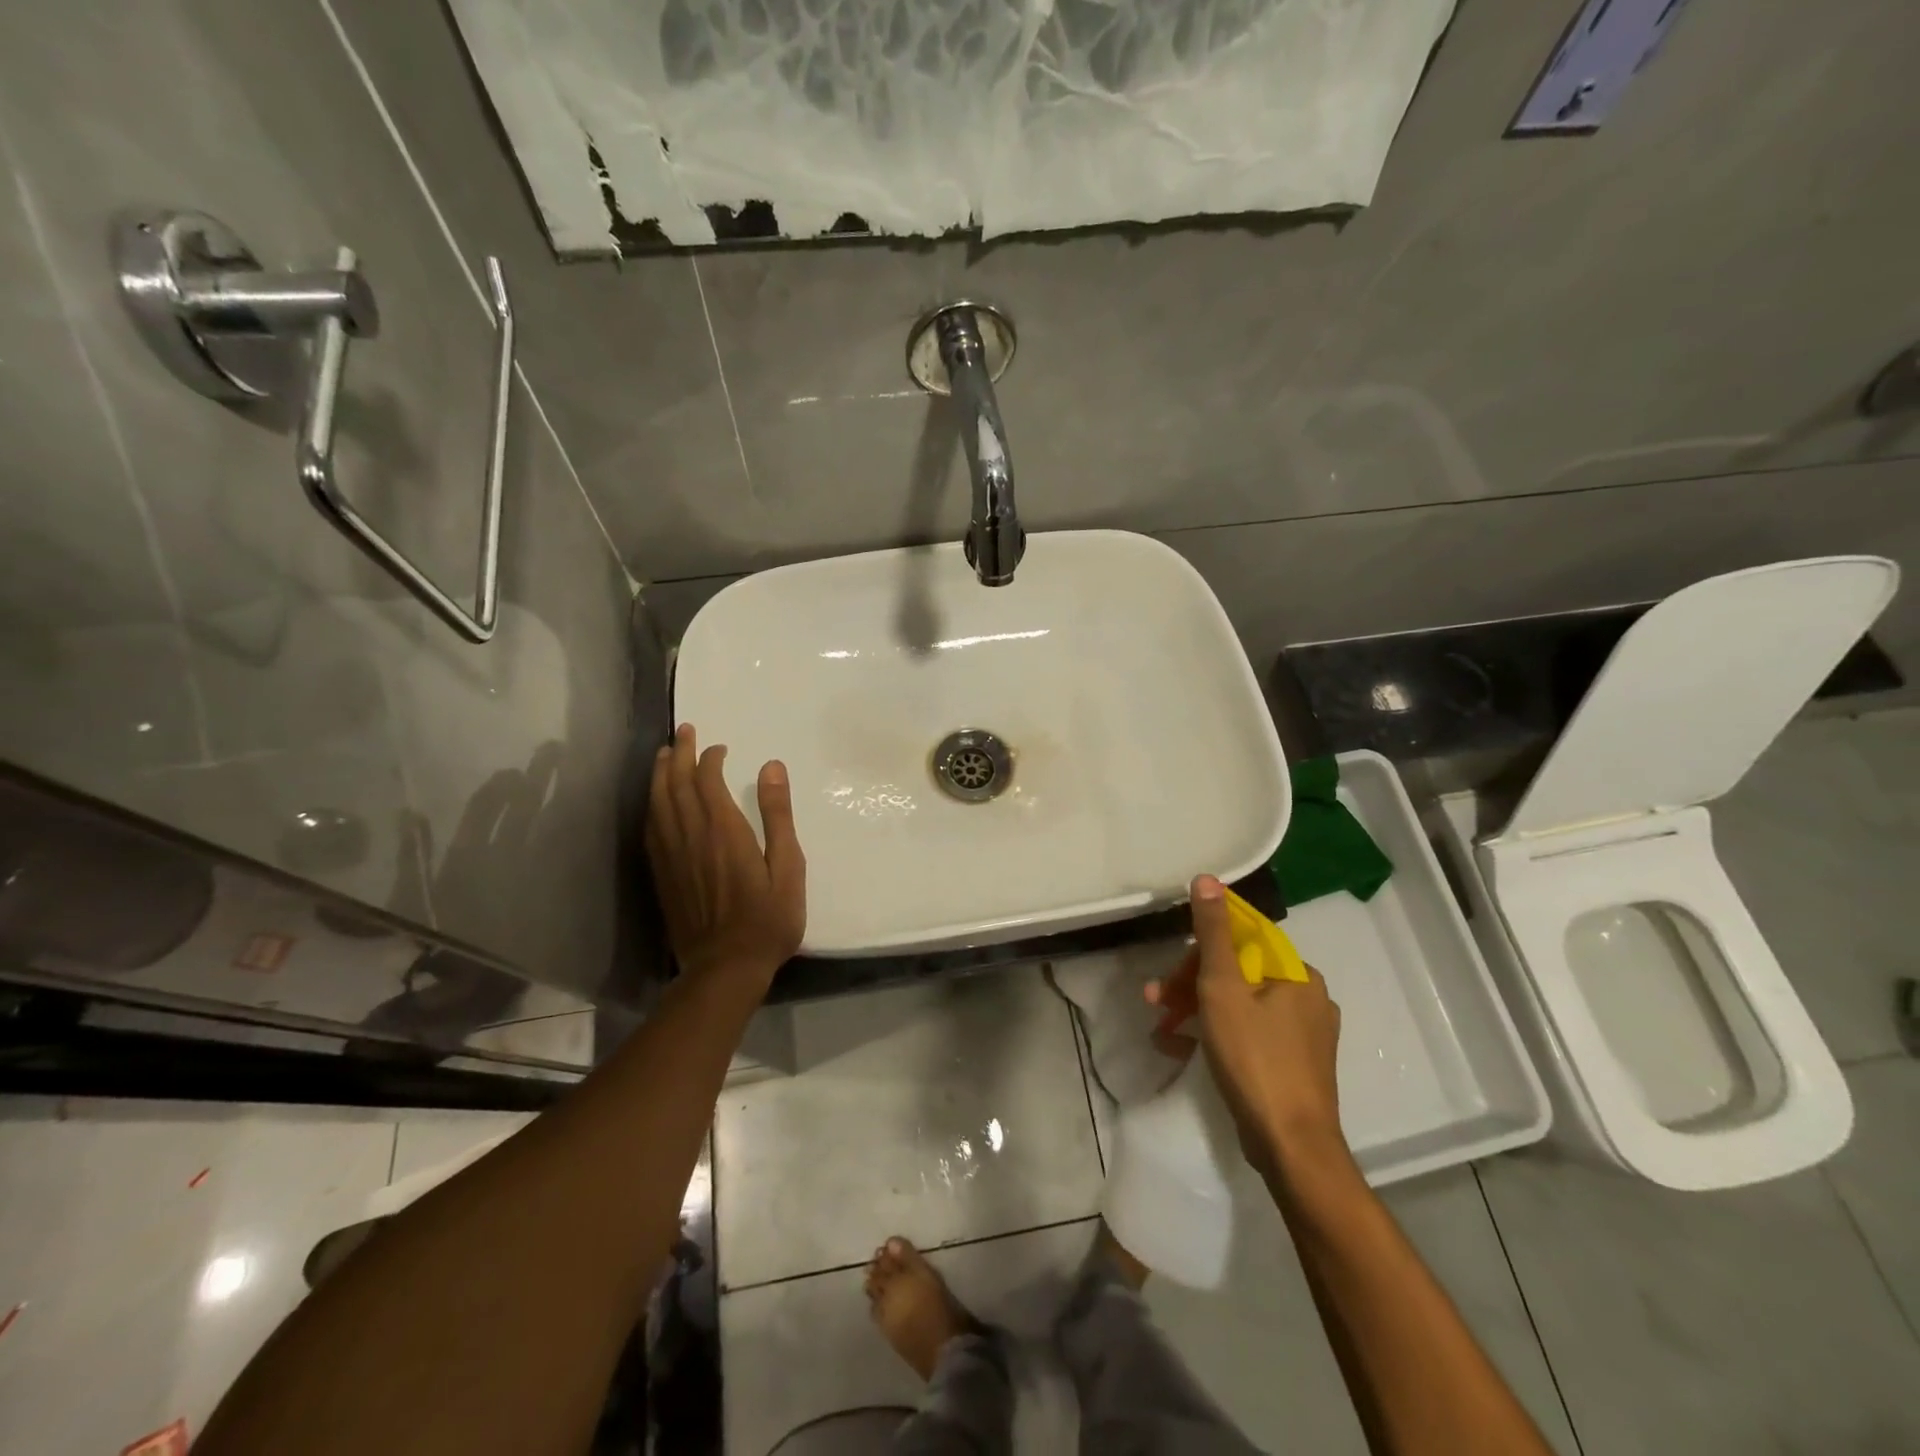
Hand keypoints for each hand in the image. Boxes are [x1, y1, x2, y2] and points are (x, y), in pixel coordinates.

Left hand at [646, 724, 805, 991]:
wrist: (725, 968)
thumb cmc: (767, 920)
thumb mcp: (788, 867)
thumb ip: (778, 816)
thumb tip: (771, 767)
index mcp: (724, 832)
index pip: (708, 781)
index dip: (710, 758)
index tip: (719, 747)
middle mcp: (692, 837)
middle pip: (677, 785)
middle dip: (679, 754)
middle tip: (683, 732)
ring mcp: (672, 856)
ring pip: (658, 804)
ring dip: (660, 775)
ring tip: (663, 754)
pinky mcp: (661, 875)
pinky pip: (650, 829)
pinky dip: (651, 805)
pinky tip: (654, 800)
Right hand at [1146, 875, 1350, 1182]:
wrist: (1291, 1147)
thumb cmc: (1255, 1058)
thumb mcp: (1223, 988)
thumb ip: (1213, 933)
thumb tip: (1208, 878)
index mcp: (1297, 974)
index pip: (1241, 941)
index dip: (1199, 951)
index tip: (1170, 973)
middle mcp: (1307, 997)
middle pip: (1237, 974)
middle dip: (1190, 985)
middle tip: (1156, 1002)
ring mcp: (1305, 1034)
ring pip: (1240, 1005)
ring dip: (1196, 1011)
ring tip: (1162, 1030)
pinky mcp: (1295, 1065)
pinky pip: (1250, 1034)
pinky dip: (1216, 1036)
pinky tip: (1183, 1051)